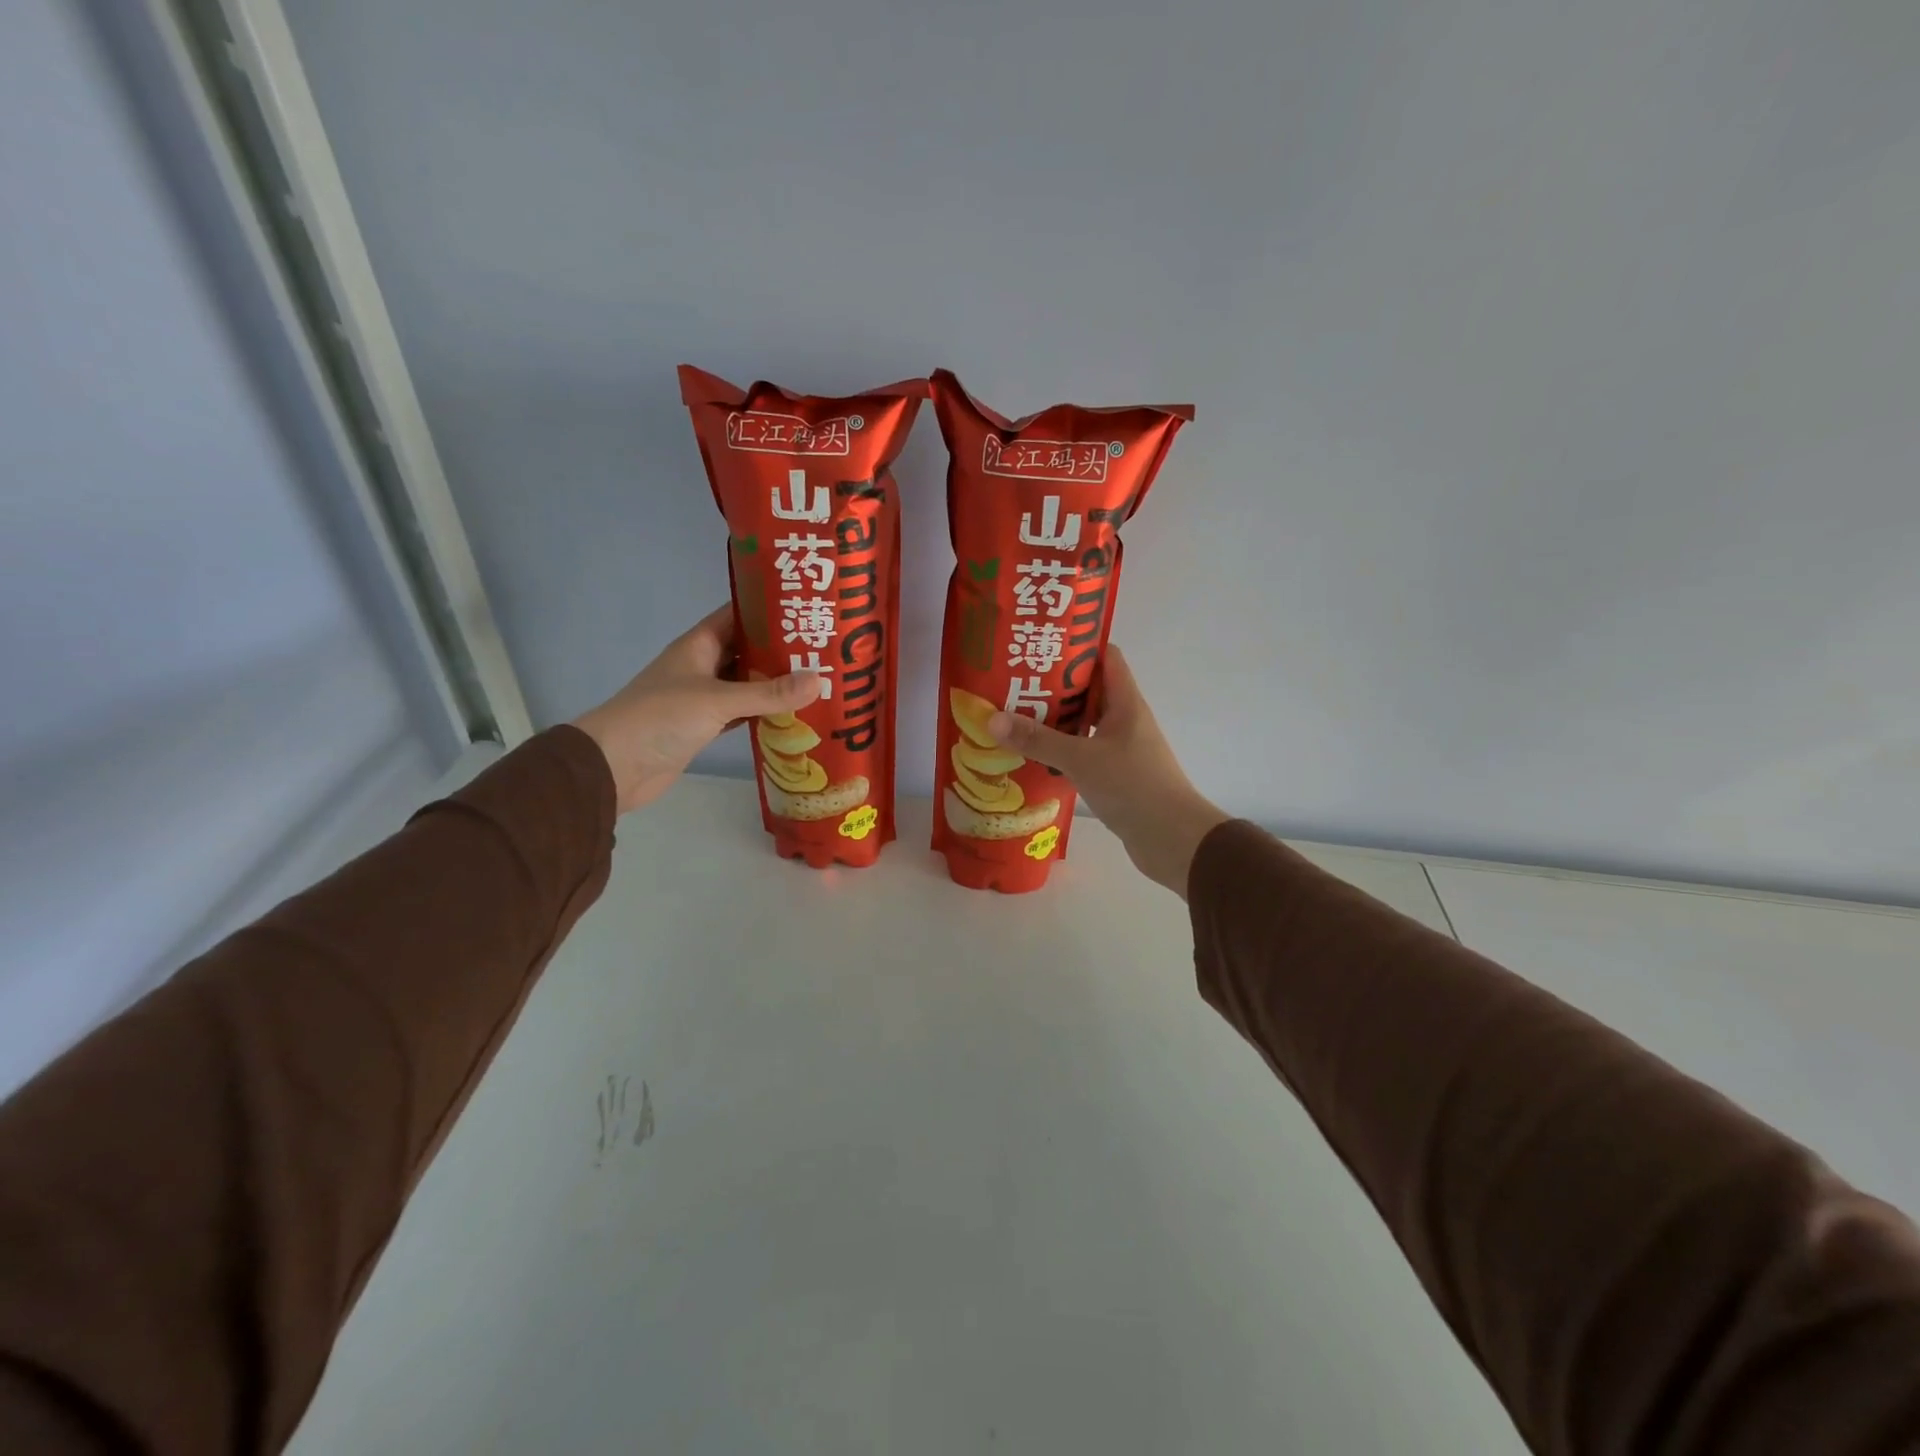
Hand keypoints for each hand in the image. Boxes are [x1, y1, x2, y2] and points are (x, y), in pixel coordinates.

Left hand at [573, 605, 820, 815]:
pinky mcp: (705, 725)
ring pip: (747, 682)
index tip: (807, 607)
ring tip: (820, 678)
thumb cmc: (661, 718)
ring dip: (776, 683)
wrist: (615, 765)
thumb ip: (768, 693)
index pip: (739, 615)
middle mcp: (702, 665)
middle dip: (782, 649)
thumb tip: (820, 680)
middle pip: (748, 650)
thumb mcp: (718, 700)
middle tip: (826, 648)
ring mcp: (703, 697)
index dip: (770, 609)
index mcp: (699, 644)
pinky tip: (794, 713)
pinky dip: (764, 712)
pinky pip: (742, 711)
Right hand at [988, 645, 1227, 897]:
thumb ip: (1038, 739)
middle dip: (1053, 685)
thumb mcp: (1080, 759)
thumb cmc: (1133, 787)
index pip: (1105, 657)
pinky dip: (1061, 751)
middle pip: (1089, 690)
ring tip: (1014, 718)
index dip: (1076, 645)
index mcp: (1125, 703)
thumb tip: (992, 719)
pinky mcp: (1115, 775)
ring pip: (1084, 724)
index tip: (1041, 644)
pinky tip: (1033, 757)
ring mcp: (1122, 748)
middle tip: (1014, 682)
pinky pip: (1083, 752)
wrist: (1173, 840)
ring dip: (1055, 721)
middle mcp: (1125, 720)